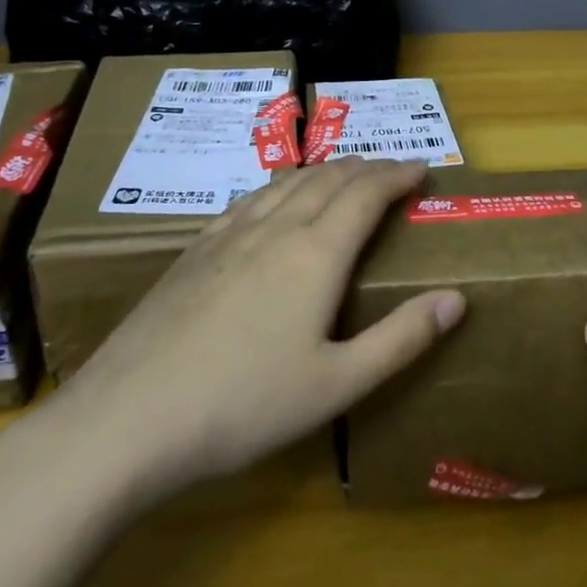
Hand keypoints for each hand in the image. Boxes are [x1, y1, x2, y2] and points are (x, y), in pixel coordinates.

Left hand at [55, 157, 466, 493]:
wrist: (128, 419)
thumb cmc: (244, 405)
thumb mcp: (337, 385)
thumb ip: (401, 339)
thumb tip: (457, 299)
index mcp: (315, 254)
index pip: (366, 194)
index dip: (397, 175)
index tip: (421, 168)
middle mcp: (274, 229)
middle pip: (328, 179)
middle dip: (366, 167)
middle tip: (391, 170)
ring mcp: (228, 235)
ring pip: (287, 183)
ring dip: (324, 171)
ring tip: (343, 175)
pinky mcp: (194, 251)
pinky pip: (250, 200)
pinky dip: (281, 187)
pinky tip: (274, 202)